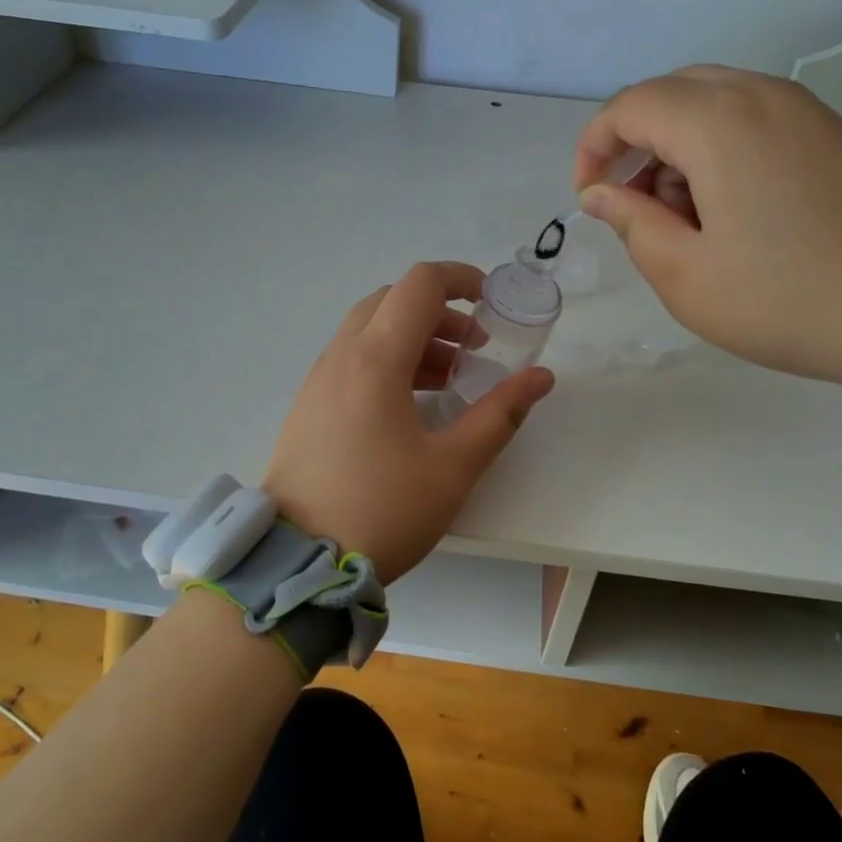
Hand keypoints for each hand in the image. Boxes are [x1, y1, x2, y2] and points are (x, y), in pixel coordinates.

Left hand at [262, 262, 554, 583]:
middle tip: (474, 349)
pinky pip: (351, 358)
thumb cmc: (383, 510)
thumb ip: (500, 414)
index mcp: (376, 360)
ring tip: (450, 377)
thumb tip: (541, 377)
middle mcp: (341, 356)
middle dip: (440, 312)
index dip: (461, 279)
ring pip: (369, 329)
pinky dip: (386, 359)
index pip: (420, 285)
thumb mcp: (453, 466)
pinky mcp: (308, 404)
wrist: (300, 561)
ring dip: (413, 337)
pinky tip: (410, 402)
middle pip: (392, 301)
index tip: (491, 302)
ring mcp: (318, 380)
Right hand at [574, 66, 841, 389]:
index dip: (594, 147)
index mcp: (717, 123)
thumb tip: (603, 195)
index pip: (629, 106)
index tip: (588, 200)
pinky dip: (718, 149)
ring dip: (676, 147)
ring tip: (681, 216)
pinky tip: (728, 208)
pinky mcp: (831, 131)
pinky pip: (752, 117)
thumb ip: (633, 226)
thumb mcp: (688, 277)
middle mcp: (759, 95)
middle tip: (631, 205)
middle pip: (670, 93)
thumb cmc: (792, 297)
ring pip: (712, 102)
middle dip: (634, 143)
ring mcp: (803, 109)